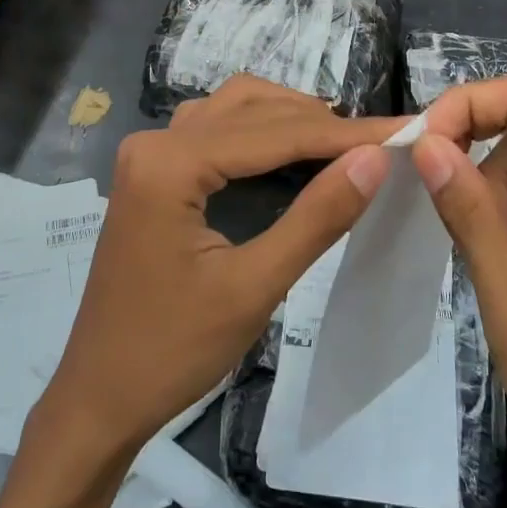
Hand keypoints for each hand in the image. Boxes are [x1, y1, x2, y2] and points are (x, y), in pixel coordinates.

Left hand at [32, 76, 406, 463]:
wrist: (100, 396)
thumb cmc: (173, 351)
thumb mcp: (254, 286)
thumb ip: (316, 217)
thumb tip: (374, 158)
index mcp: (169, 164)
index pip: (275, 133)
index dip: (346, 133)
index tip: (406, 129)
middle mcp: (154, 142)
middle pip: (252, 111)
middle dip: (321, 124)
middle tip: (383, 141)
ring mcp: (149, 155)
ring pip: (232, 110)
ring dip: (289, 118)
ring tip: (345, 142)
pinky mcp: (152, 174)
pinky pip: (214, 131)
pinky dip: (259, 132)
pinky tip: (293, 152)